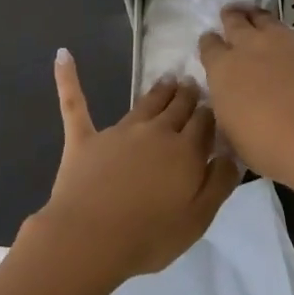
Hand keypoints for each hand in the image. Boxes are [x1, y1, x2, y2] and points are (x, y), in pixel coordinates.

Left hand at [26, 50, 239, 286]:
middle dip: (187, 95)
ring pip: (145, 103)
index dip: (210, 113)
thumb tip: (231, 153)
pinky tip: (62, 55)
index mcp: (185, 151)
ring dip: (159, 90)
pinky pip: (75, 103)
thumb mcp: (199, 218)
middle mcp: (155, 132)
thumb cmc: (149, 235)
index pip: (204, 123)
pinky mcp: (85, 139)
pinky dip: (68, 78)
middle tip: (192, 83)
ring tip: (168, 78)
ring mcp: (119, 132)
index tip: (214, 104)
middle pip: (177, 107)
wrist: (90, 239)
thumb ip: (219, 182)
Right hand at [198, 0, 293, 195]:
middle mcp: (250, 45)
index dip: (209, 44)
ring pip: (266, 18)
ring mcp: (284, 38)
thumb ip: (226, 110)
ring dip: (257, 14)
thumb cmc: (267, 146)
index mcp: (224, 69)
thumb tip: (226, 102)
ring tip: (254, 10)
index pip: (209, 47)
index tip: (210, 45)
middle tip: (229, 16)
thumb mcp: (231, 134)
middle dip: (230, 18)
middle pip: (235, 23)